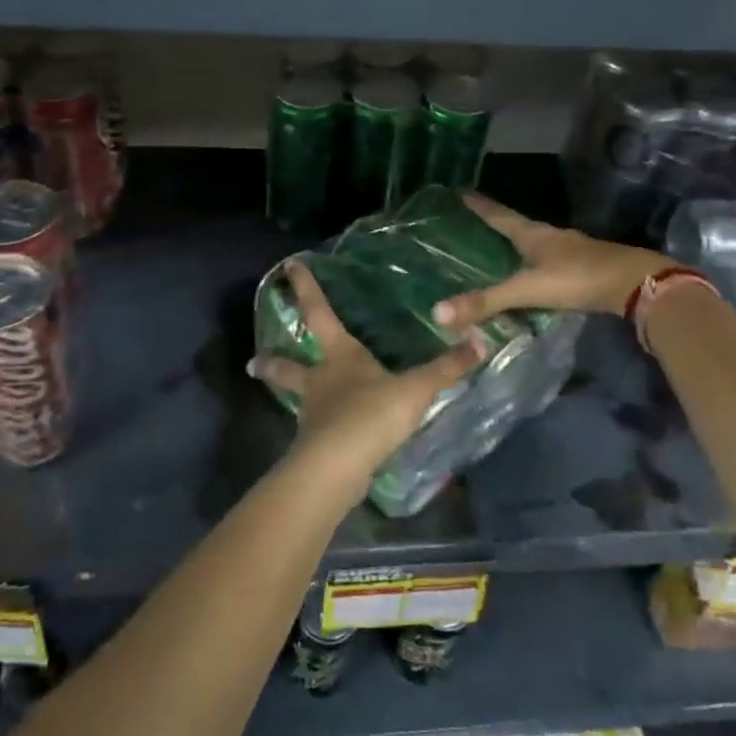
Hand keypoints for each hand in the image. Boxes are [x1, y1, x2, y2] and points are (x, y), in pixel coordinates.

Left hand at [251, 261, 483, 491]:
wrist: (338, 467)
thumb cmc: (371, 415)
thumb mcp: (415, 389)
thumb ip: (447, 368)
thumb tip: (481, 340)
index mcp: (340, 357)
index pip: (319, 314)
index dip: (306, 289)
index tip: (287, 267)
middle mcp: (320, 382)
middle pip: (290, 367)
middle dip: (274, 362)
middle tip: (254, 362)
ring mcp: (314, 415)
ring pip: (299, 399)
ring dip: (291, 395)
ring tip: (293, 398)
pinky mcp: (317, 446)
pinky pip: (316, 430)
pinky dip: (317, 428)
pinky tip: (326, 434)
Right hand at [433, 194, 670, 326]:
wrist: (635, 284)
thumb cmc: (578, 277)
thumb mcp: (528, 289)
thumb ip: (487, 301)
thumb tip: (437, 312)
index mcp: (532, 234)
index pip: (498, 214)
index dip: (479, 205)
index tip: (460, 192)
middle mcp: (548, 236)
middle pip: (514, 226)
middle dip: (492, 223)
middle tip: (468, 223)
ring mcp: (567, 251)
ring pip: (531, 244)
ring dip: (512, 245)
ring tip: (491, 250)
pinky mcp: (580, 268)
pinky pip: (545, 261)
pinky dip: (529, 265)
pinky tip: (526, 275)